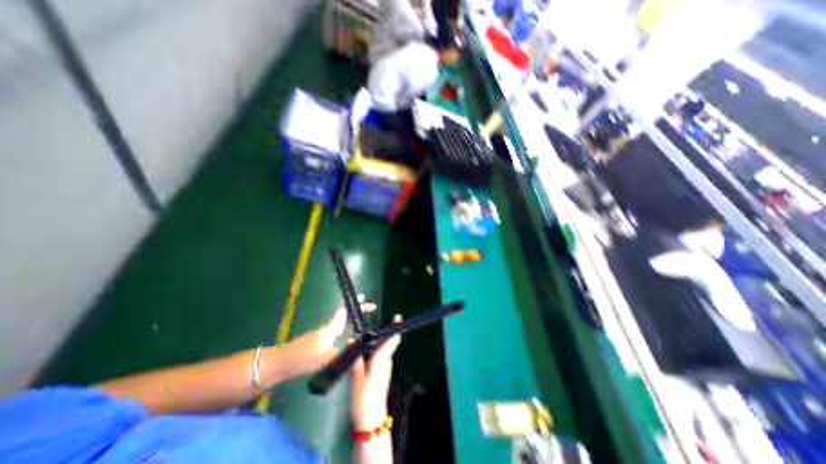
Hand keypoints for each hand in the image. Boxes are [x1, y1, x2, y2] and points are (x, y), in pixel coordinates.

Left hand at [269, 297, 376, 383]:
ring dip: (354, 320)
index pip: (345, 310)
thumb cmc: (303, 357)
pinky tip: (351, 340)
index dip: (355, 302)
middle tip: (371, 309)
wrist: (281, 364)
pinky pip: (339, 332)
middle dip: (358, 310)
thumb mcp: (325, 356)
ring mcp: (324, 335)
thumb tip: (360, 351)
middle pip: (346, 314)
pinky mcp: (320, 344)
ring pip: (342, 323)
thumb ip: (343, 354)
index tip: (364, 297)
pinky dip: (348, 330)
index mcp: (332, 327)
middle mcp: (329, 328)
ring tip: (365, 324)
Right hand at [348, 313, 399, 429]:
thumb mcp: (356, 378)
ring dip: (374, 343)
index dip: (395, 328)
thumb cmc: (363, 399)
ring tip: (360, 339)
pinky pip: (378, 356)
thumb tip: (352, 339)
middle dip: (378, 334)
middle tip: (364, 330)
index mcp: (381, 360)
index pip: (392, 341)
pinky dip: (372, 351)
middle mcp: (386, 361)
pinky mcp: (382, 372)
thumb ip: (355, 357)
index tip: (397, 317)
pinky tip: (361, 353)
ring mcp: (385, 367)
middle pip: (385, 343)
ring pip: (381, 349)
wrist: (371, 421)